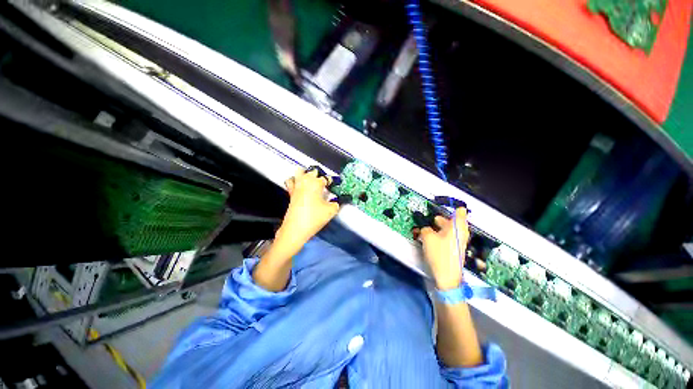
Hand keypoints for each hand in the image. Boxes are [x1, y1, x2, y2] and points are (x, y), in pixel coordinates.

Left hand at [276, 167, 340, 251]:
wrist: (296, 229)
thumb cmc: (314, 217)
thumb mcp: (331, 211)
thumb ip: (336, 204)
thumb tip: (335, 202)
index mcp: (316, 183)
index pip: (325, 178)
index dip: (331, 181)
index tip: (333, 185)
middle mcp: (305, 181)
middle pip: (312, 172)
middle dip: (318, 175)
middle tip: (323, 183)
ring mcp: (296, 187)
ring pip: (299, 172)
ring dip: (306, 174)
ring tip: (311, 180)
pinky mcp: (290, 193)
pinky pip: (291, 182)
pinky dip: (295, 181)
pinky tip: (299, 186)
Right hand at [417, 208, 469, 289]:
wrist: (446, 278)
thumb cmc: (439, 254)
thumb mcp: (427, 237)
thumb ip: (425, 228)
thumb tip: (425, 229)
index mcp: (458, 227)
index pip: (459, 211)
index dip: (450, 206)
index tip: (439, 205)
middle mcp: (461, 233)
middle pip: (451, 220)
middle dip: (439, 219)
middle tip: (428, 219)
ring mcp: (458, 242)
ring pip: (448, 229)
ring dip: (437, 228)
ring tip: (425, 229)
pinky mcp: (454, 249)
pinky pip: (446, 237)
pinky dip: (439, 235)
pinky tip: (428, 239)